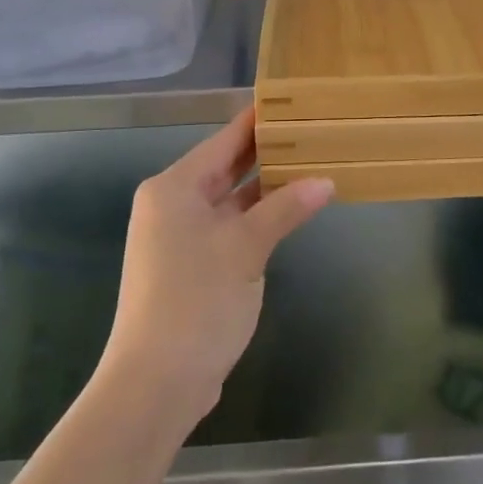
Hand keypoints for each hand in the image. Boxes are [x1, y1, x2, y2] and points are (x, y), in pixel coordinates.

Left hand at [103, 108, 332, 425]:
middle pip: (225, 167)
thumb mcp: (245, 248)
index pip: (224, 141)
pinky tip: (289, 210)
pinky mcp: (191, 266)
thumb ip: (284, 208)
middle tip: (309, 129)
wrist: (156, 383)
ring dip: (265, 187)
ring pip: (229, 199)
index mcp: (174, 188)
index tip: (289, 100)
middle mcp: (172, 205)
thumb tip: (326, 181)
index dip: (256, 120)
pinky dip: (256, 218)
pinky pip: (229, 226)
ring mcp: (180, 237)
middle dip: (266, 152)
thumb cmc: (196, 301)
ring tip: (309, 162)